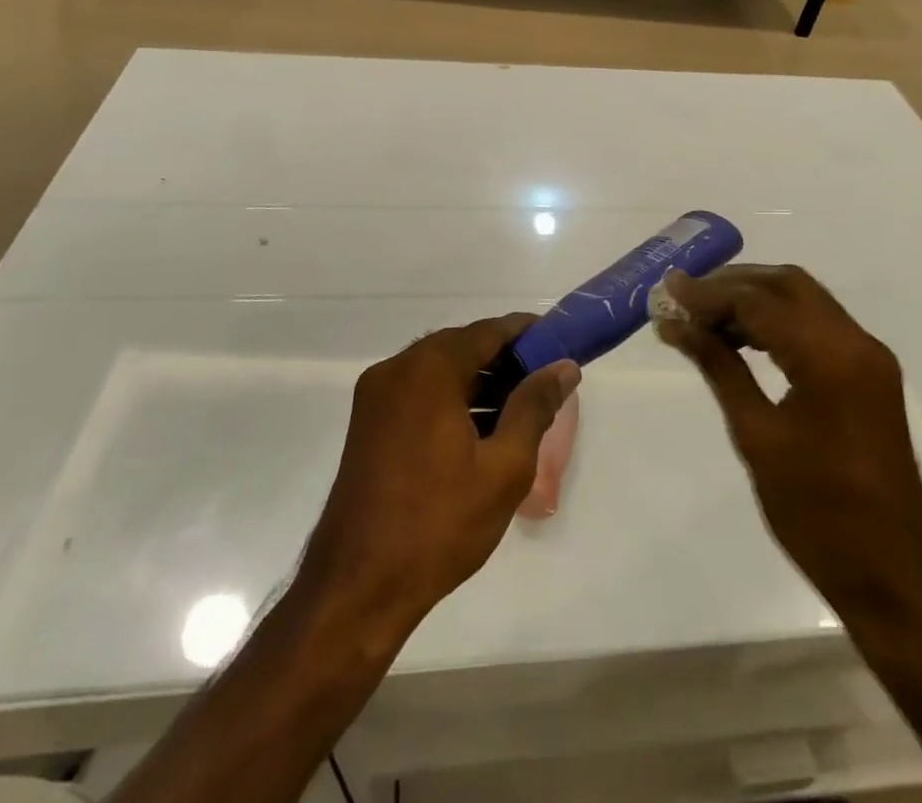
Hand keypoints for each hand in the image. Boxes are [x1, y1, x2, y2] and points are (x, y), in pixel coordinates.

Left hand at [302, 316, 579, 631]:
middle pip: (463, 347)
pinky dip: (453, 399)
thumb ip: (536, 406)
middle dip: (506, 360)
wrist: (357, 591)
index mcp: (428, 370)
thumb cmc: (438, 525)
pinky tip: (483, 428)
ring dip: (480, 381)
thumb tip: (564, 367)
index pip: (488, 331)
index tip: (561, 344)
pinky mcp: (368, 424)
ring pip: (441, 370)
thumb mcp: (504, 467)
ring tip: (522, 409)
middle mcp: (397, 369)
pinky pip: (420, 392)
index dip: (528, 333)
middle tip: (546, 382)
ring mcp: (377, 397)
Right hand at [656, 266, 921, 618]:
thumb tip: (676, 325)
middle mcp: (857, 342)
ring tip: (705, 319)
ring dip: (756, 301)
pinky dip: (780, 323)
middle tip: (686, 298)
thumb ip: (718, 368)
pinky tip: (744, 341)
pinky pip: (819, 327)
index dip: (707, 294)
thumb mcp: (757, 437)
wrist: (895, 579)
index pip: (759, 301)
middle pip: (787, 285)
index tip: (665, 292)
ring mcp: (869, 357)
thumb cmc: (818, 515)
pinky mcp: (871, 376)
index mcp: (831, 356)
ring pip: (804, 302)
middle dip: (733, 284)